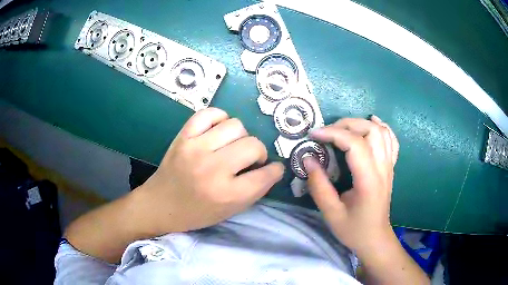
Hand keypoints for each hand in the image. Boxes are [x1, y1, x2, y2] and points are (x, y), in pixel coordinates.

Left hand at [133, 107, 283, 234]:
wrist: (160, 204)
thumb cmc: (196, 213)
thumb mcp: (230, 211)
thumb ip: (254, 191)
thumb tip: (272, 168)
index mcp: (226, 194)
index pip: (265, 175)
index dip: (275, 170)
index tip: (274, 169)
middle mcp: (213, 168)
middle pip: (253, 145)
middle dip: (259, 153)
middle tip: (249, 160)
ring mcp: (196, 148)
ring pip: (236, 125)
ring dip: (241, 136)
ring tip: (232, 146)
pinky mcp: (183, 136)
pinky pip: (209, 114)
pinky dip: (219, 119)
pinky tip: (218, 130)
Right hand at [304, 115, 398, 255]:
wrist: (375, 238)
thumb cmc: (354, 229)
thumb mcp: (331, 213)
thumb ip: (318, 186)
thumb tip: (307, 159)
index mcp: (369, 180)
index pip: (355, 144)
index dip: (333, 133)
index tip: (314, 135)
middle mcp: (383, 168)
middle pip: (371, 131)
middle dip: (346, 124)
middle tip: (327, 132)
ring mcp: (389, 166)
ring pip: (382, 131)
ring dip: (362, 123)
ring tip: (344, 126)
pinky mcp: (390, 167)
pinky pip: (391, 140)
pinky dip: (382, 127)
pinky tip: (372, 122)